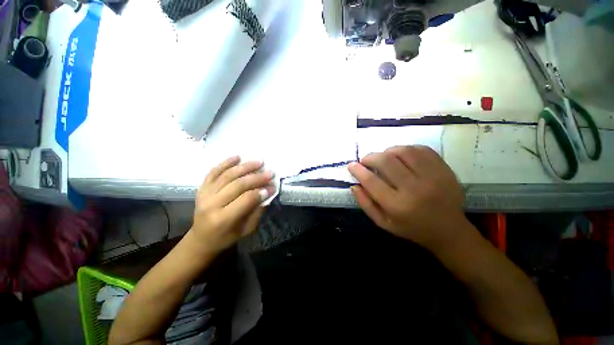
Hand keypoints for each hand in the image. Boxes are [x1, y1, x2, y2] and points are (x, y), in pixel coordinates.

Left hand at [189, 156, 275, 253]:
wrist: (201, 239)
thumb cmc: (226, 237)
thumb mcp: (246, 230)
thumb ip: (257, 211)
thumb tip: (268, 192)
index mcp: (223, 219)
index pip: (246, 199)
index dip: (261, 191)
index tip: (273, 186)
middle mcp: (212, 205)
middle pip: (238, 185)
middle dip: (257, 177)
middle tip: (270, 172)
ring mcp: (204, 194)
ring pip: (227, 175)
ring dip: (245, 167)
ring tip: (259, 162)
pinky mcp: (201, 188)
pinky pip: (213, 172)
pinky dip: (225, 163)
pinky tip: (237, 157)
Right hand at [348, 146, 468, 250]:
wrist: (449, 230)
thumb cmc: (411, 228)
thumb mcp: (383, 223)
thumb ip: (365, 204)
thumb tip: (354, 185)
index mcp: (397, 205)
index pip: (371, 181)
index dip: (358, 170)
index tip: (351, 165)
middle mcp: (414, 189)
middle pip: (386, 161)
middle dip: (370, 157)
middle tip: (366, 161)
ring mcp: (432, 176)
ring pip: (403, 151)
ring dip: (387, 151)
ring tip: (384, 158)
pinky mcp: (444, 169)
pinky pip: (420, 149)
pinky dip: (406, 149)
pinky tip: (401, 156)